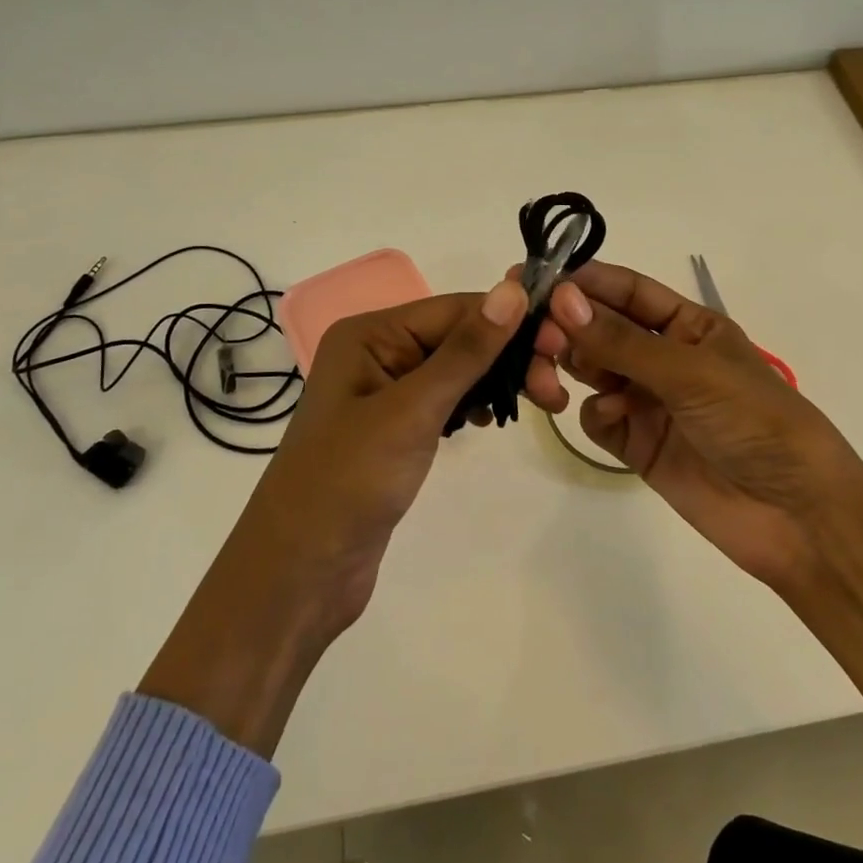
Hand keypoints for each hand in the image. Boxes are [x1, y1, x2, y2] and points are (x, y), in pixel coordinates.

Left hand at [244, 279, 545, 631]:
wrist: (300, 571)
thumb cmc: (350, 480)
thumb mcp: (412, 409)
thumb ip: (466, 351)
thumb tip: (513, 290)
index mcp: (370, 334)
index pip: (454, 309)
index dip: (509, 321)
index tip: (562, 342)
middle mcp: (376, 353)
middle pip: (458, 337)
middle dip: (509, 355)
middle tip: (555, 389)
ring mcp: (385, 393)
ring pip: (457, 369)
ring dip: (498, 379)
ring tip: (544, 402)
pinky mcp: (396, 430)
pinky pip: (445, 400)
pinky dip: (474, 404)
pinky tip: (492, 420)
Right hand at [541, 262, 862, 593]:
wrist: (797, 517)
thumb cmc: (755, 421)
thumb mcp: (691, 372)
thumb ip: (621, 340)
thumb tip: (560, 298)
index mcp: (688, 325)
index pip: (627, 291)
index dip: (585, 282)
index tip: (537, 279)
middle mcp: (664, 357)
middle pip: (601, 329)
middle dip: (568, 326)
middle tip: (537, 334)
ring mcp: (649, 401)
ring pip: (592, 369)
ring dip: (569, 365)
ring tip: (550, 373)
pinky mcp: (638, 445)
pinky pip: (598, 417)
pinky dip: (596, 413)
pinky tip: (610, 418)